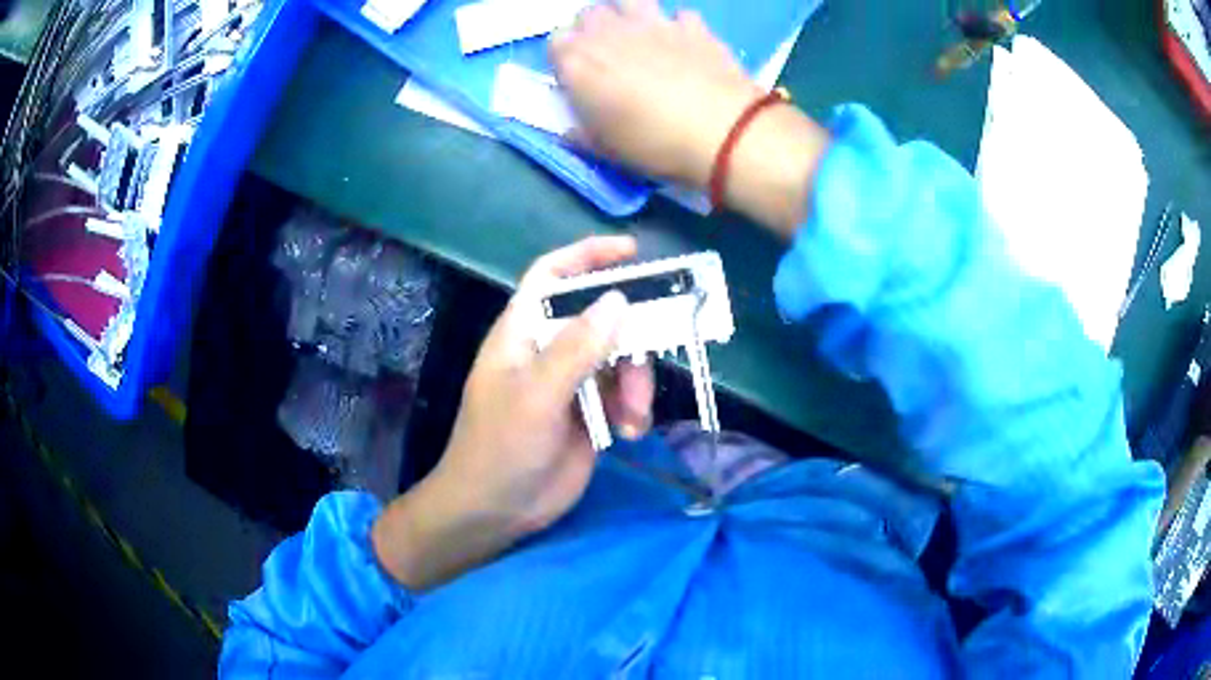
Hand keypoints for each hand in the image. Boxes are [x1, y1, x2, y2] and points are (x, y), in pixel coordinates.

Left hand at [372, 236, 654, 589]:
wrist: (497, 510)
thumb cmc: (501, 446)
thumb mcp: (536, 394)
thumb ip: (577, 347)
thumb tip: (618, 300)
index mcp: (524, 331)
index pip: (553, 275)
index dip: (588, 256)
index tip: (632, 252)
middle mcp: (550, 348)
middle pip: (602, 317)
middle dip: (631, 337)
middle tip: (648, 360)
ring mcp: (573, 382)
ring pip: (621, 358)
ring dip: (636, 383)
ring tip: (632, 418)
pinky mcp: (591, 413)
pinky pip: (626, 394)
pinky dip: (635, 408)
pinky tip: (631, 432)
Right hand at [550, 0, 829, 235]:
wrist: (724, 131)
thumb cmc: (655, 144)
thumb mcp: (606, 151)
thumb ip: (580, 135)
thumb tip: (571, 130)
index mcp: (578, 61)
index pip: (555, 42)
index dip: (565, 57)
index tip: (577, 75)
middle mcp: (609, 32)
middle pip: (588, 14)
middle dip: (592, 30)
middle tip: (607, 56)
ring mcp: (653, 23)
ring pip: (628, 1)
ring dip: (628, 16)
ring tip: (640, 40)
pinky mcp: (692, 25)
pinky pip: (678, 15)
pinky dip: (677, 27)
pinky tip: (684, 46)